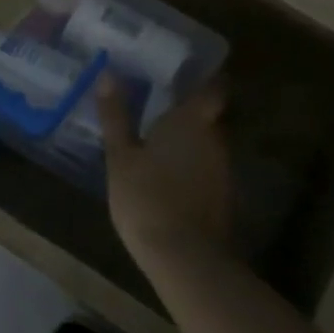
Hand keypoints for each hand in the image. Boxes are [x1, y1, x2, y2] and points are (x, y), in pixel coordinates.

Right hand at [98, 74, 235, 272]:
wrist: (185, 258)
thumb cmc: (147, 197)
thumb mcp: (121, 156)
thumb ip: (116, 115)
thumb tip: (108, 74)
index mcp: (194, 118)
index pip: (214, 85)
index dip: (205, 78)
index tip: (185, 75)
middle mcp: (216, 137)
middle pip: (211, 115)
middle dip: (191, 112)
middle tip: (162, 109)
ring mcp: (225, 168)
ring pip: (210, 144)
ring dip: (192, 142)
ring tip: (163, 144)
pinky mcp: (225, 197)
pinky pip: (209, 170)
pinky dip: (194, 168)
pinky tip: (172, 178)